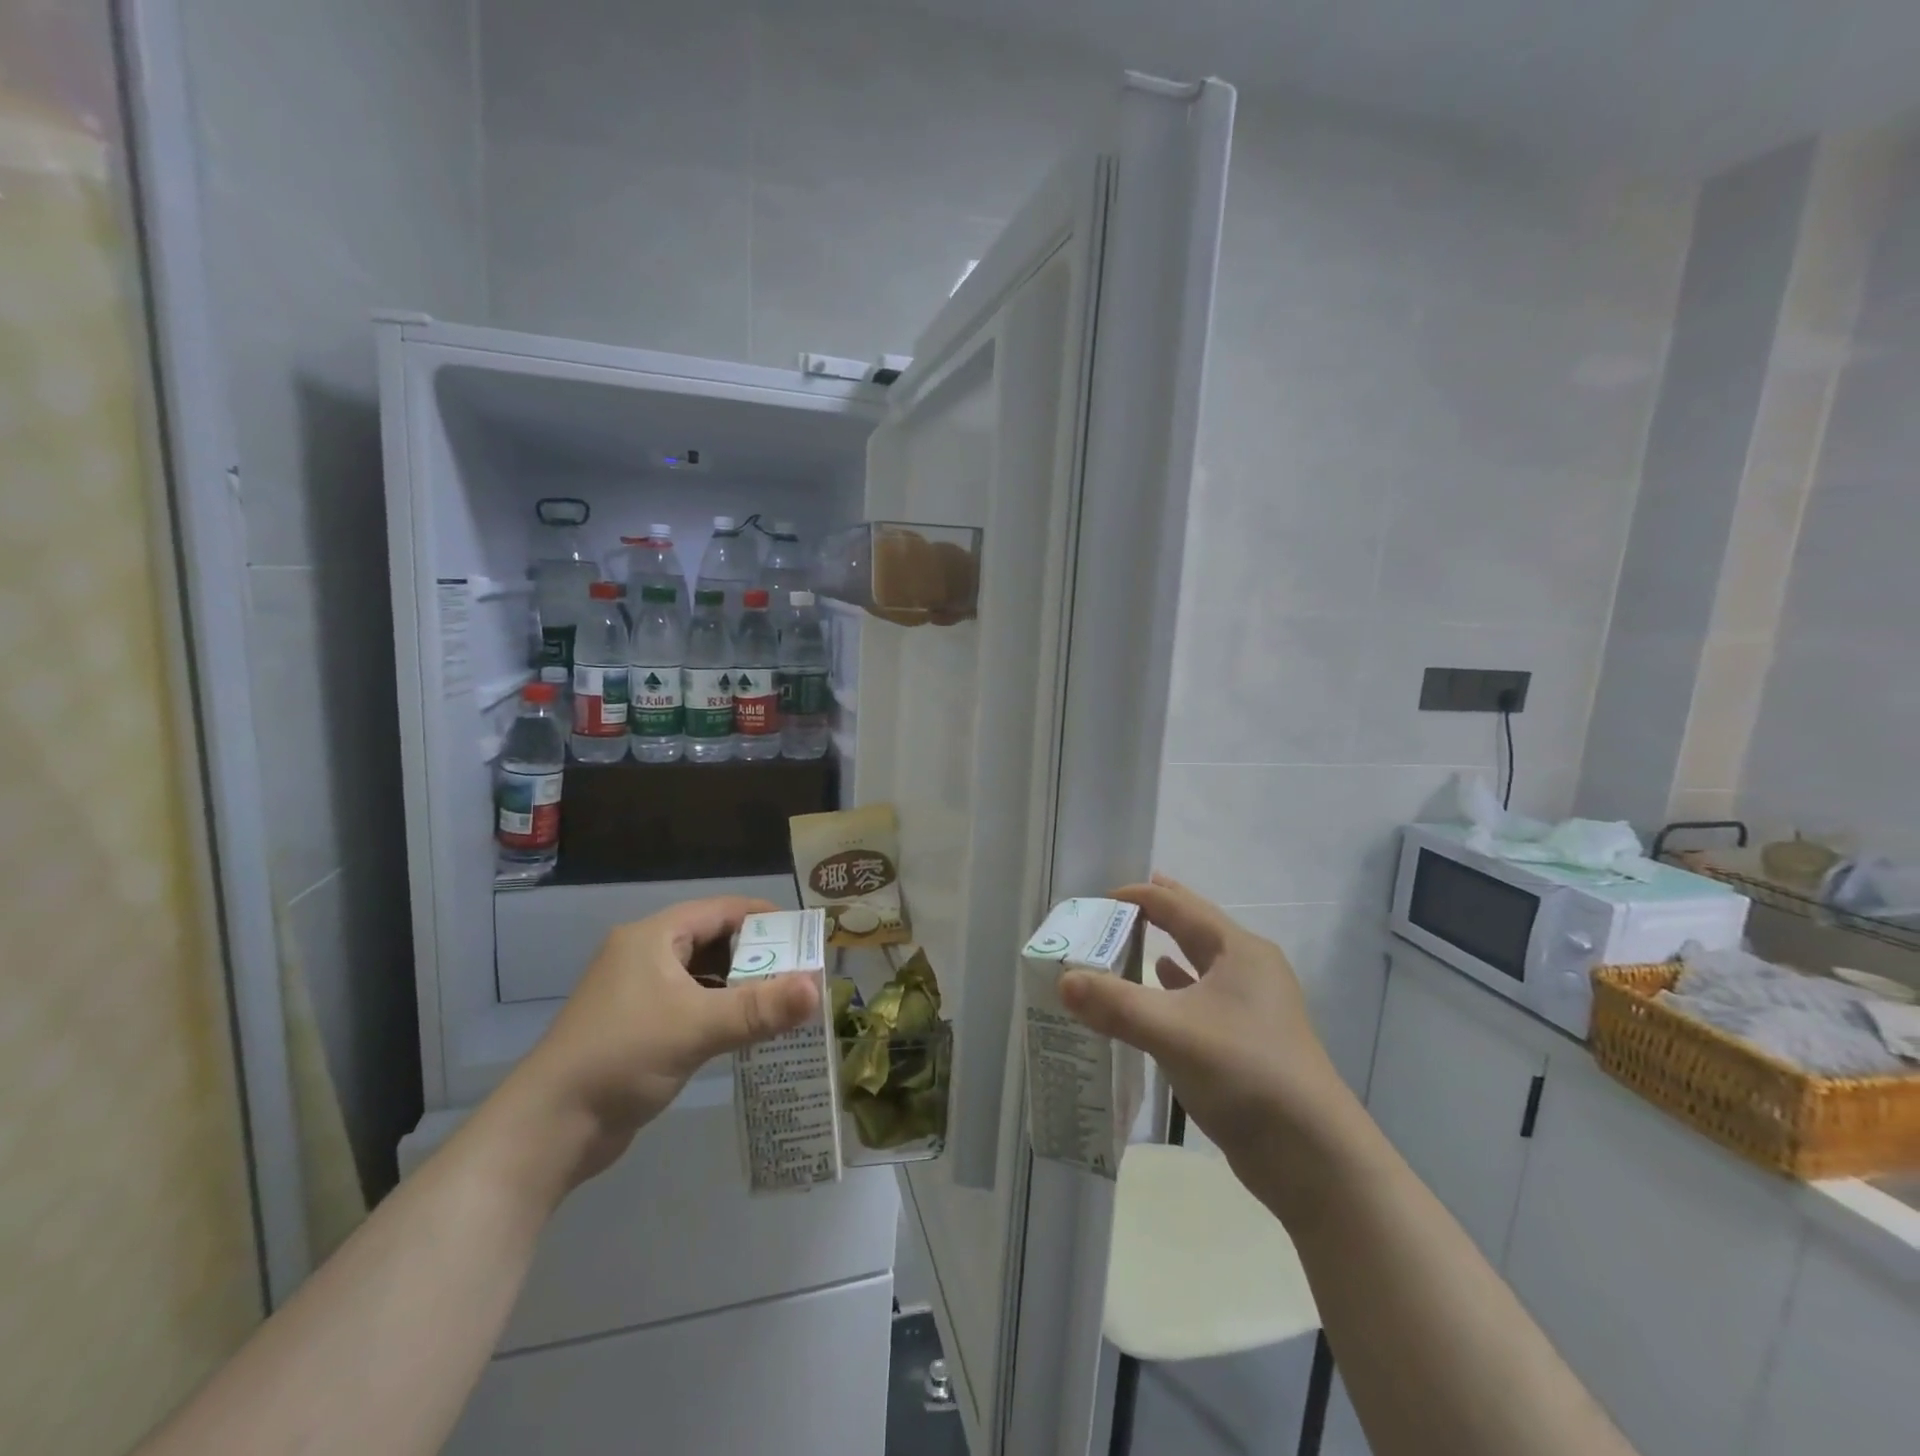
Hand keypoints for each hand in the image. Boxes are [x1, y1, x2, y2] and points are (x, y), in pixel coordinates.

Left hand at [509, 896, 819, 1190]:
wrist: (548, 1129)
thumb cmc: (622, 1057)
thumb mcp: (697, 1027)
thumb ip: (760, 1008)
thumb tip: (818, 988)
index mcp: (653, 937)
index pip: (722, 910)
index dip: (766, 918)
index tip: (805, 936)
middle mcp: (646, 956)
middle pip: (715, 942)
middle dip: (759, 956)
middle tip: (803, 973)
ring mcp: (640, 993)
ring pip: (705, 977)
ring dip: (742, 987)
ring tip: (786, 1001)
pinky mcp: (639, 1028)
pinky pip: (692, 1006)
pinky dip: (722, 1012)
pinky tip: (750, 1031)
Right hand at [1058, 875, 1351, 1167]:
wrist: (1312, 1156)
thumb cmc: (1245, 1073)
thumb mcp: (1173, 1031)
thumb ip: (1115, 1004)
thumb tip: (1063, 981)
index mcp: (1239, 951)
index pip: (1180, 906)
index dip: (1139, 897)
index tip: (1099, 898)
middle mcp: (1250, 969)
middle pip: (1195, 927)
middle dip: (1159, 912)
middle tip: (1119, 902)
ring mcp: (1254, 1007)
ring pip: (1200, 964)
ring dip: (1166, 949)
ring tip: (1133, 938)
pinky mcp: (1249, 1040)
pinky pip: (1203, 998)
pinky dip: (1177, 988)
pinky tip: (1160, 988)